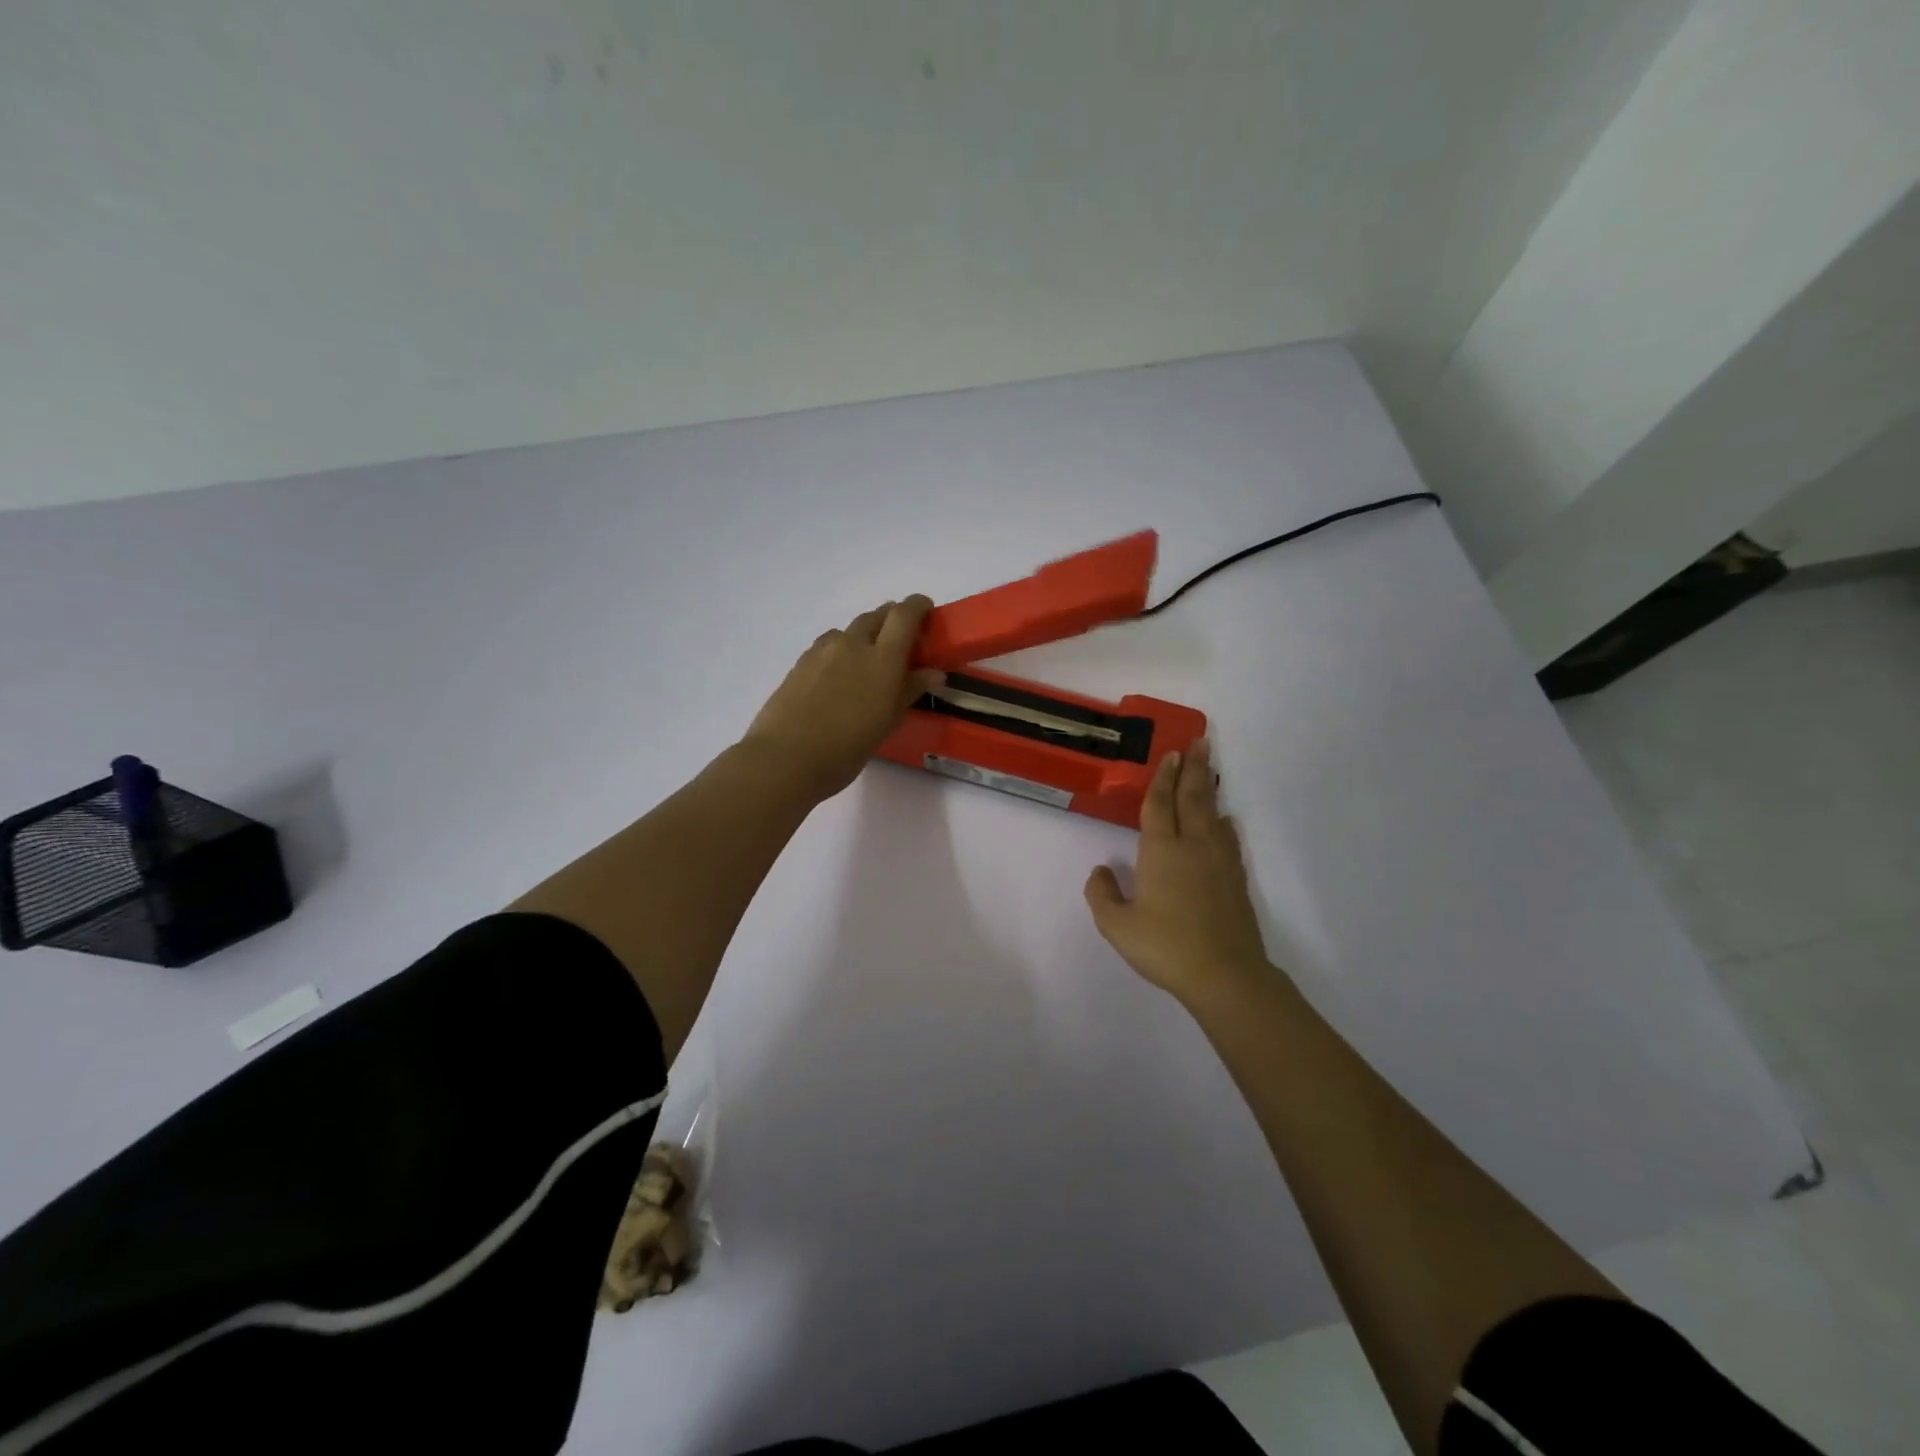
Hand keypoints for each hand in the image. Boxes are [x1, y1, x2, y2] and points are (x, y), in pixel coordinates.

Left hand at [743, 597, 942, 802]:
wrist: (786, 757)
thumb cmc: (847, 747)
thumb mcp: (887, 722)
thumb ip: (910, 690)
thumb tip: (934, 672)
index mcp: (882, 659)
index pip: (904, 615)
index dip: (918, 605)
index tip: (926, 609)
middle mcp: (853, 645)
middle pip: (876, 616)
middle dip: (891, 619)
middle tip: (901, 639)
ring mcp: (823, 651)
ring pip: (849, 630)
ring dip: (863, 636)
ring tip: (867, 661)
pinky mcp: (800, 663)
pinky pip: (827, 645)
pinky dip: (840, 650)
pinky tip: (838, 676)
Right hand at [1083, 739, 1271, 1001]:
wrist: (1224, 974)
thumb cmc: (1165, 946)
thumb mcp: (1117, 926)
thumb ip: (1102, 895)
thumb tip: (1101, 871)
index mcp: (1161, 851)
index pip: (1159, 805)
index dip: (1162, 778)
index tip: (1169, 754)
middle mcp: (1192, 846)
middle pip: (1192, 798)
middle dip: (1192, 768)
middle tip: (1199, 741)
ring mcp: (1218, 861)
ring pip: (1212, 813)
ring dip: (1209, 787)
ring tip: (1208, 768)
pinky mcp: (1235, 878)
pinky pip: (1228, 838)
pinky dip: (1224, 822)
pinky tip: (1224, 819)